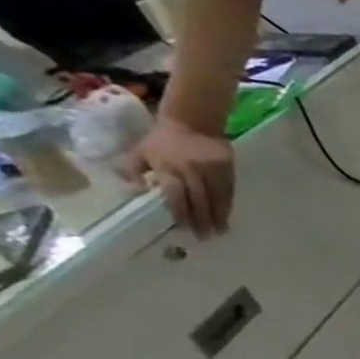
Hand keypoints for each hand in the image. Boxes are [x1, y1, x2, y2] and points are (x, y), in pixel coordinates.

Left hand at [119, 115, 236, 235]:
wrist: (193, 122)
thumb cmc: (162, 139)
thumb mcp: (139, 151)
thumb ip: (131, 170)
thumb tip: (134, 191)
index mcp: (167, 167)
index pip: (175, 194)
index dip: (181, 212)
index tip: (185, 228)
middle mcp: (191, 170)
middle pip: (198, 199)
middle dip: (202, 219)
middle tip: (205, 236)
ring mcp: (212, 170)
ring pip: (216, 197)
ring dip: (219, 216)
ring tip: (220, 231)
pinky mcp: (228, 169)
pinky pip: (228, 190)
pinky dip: (227, 204)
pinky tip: (227, 215)